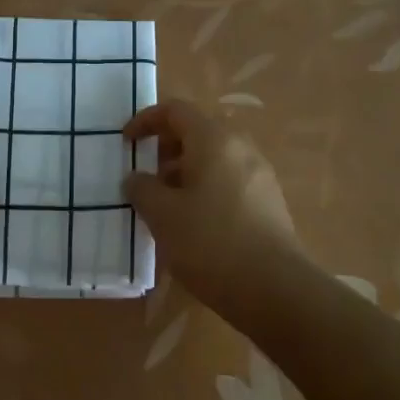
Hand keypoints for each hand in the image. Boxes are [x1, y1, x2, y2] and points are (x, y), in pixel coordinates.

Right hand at [123, 100, 297, 307]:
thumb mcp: (162, 215)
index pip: (176, 110)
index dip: (145, 120)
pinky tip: (193, 223)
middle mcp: (241, 148)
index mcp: (214, 140)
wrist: (274, 288)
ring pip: (215, 158)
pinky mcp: (269, 202)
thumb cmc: (210, 242)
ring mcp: (260, 175)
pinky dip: (205, 188)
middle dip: (165, 148)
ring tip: (164, 203)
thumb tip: (136, 179)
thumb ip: (142, 189)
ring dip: (185, 171)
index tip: (126, 143)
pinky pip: (229, 181)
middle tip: (144, 174)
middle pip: (198, 132)